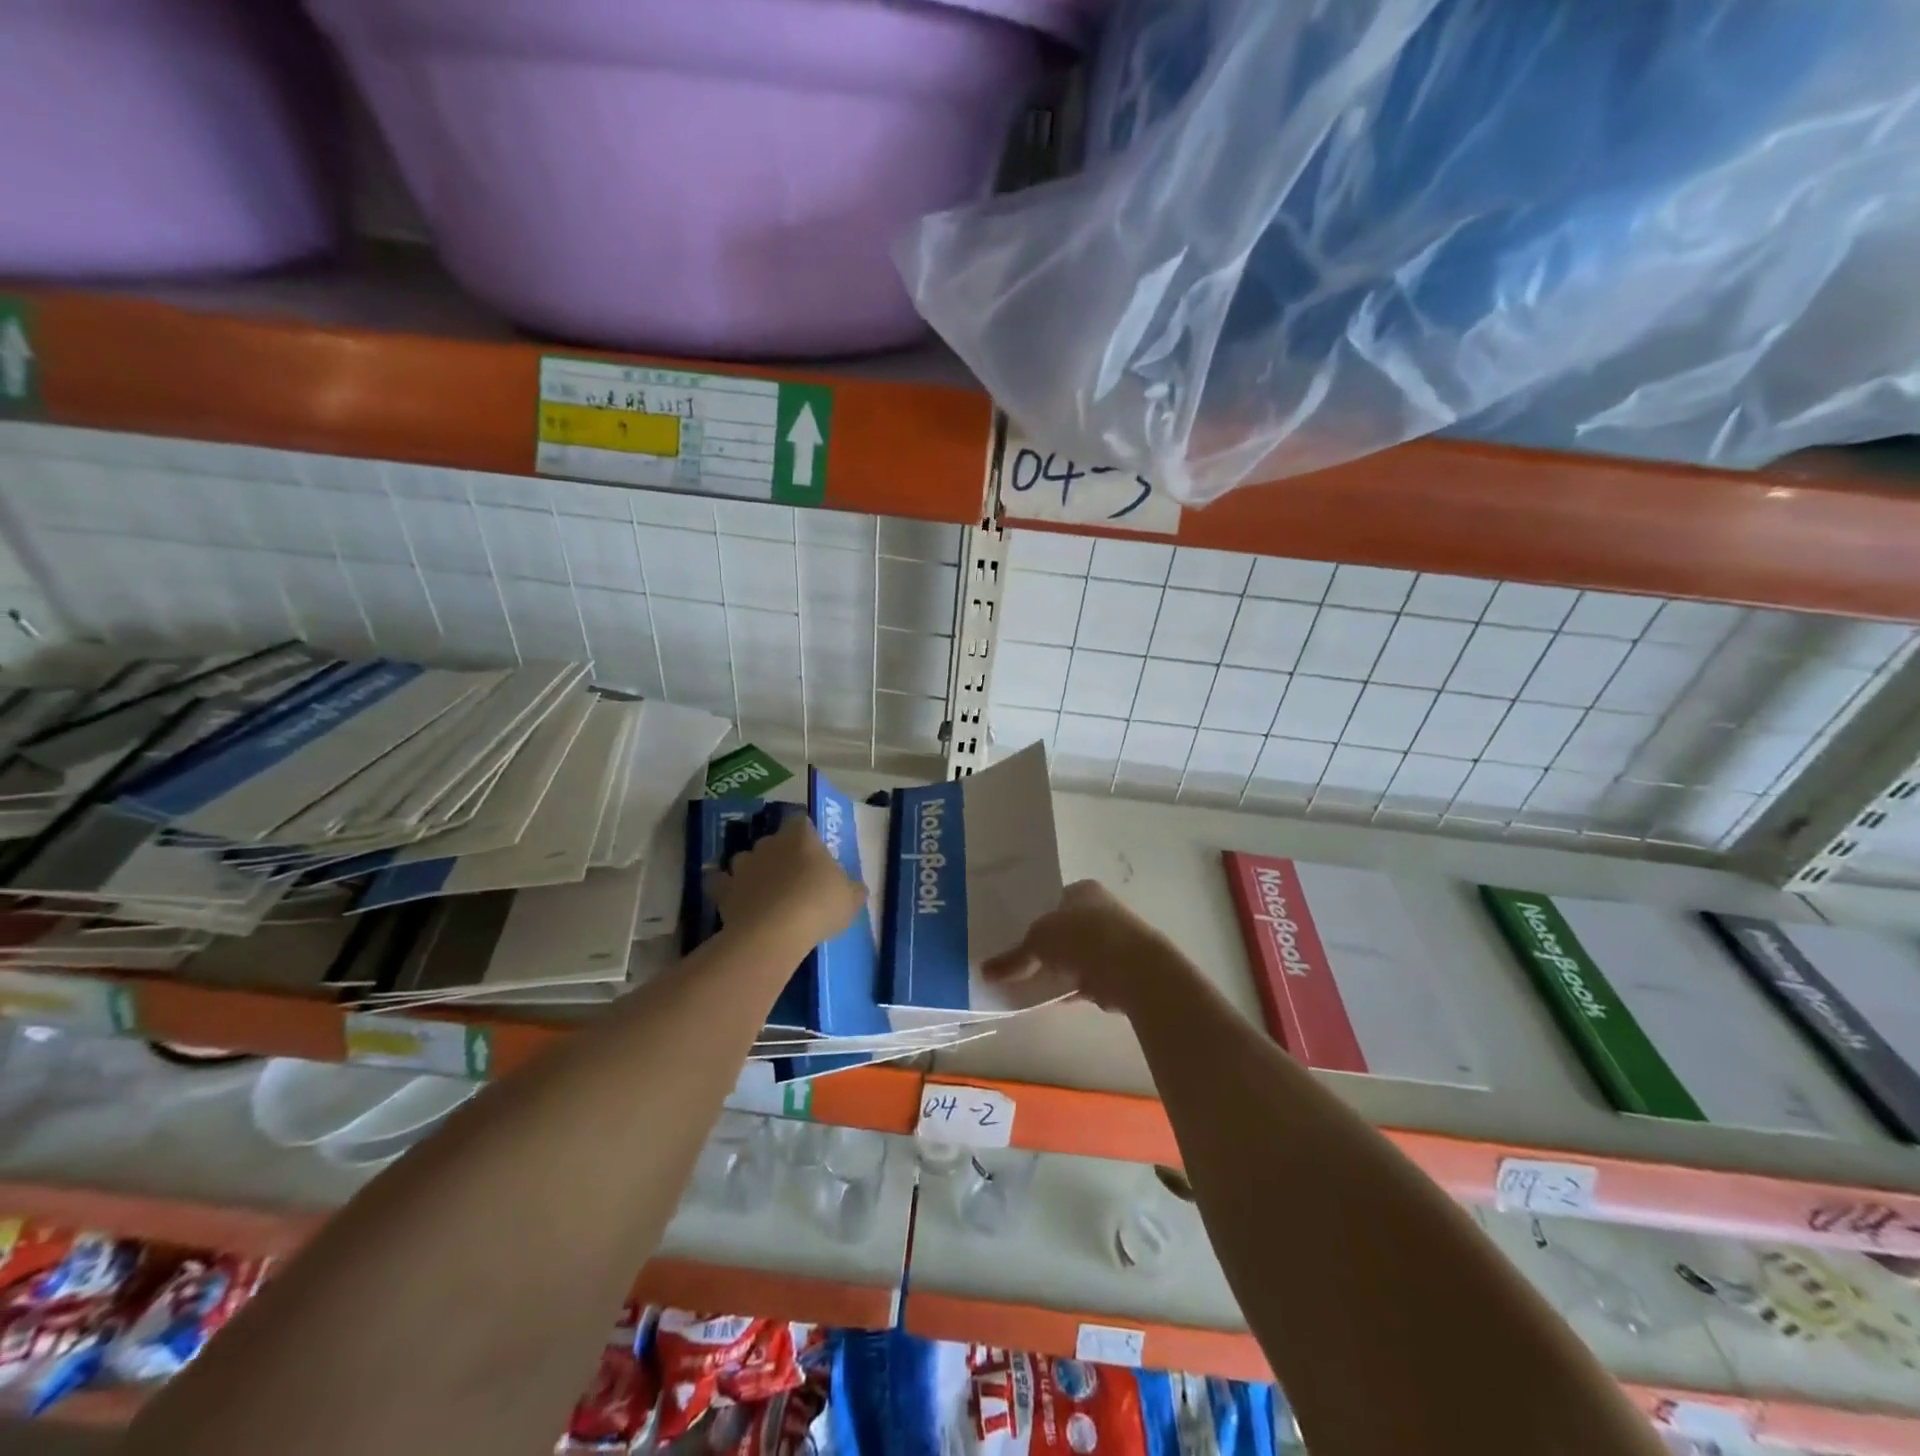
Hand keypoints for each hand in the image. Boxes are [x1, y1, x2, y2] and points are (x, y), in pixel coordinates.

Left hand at [711, 815, 865, 948]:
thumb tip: (854, 889)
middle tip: (791, 876)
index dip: (805, 833)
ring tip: (762, 891)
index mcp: (802, 838)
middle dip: (779, 854)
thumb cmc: (819, 906)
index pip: (801, 821)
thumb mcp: (851, 899)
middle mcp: (770, 844)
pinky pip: (720, 883)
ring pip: (745, 859)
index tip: (811, 849)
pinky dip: (724, 888)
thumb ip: (852, 889)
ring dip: (752, 870)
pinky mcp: (723, 889)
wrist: (774, 932)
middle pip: (772, 840)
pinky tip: (733, 899)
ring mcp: (743, 865)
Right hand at [982, 880, 1176, 1015]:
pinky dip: (1066, 988)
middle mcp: (1100, 911)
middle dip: (1043, 945)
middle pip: (1063, 929)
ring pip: (1073, 956)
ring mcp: (1111, 943)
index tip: (1010, 934)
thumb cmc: (1083, 937)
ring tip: (1025, 982)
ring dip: (1055, 969)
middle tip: (1015, 960)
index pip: (1052, 900)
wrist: (1132, 969)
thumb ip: (1013, 958)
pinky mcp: (1115, 973)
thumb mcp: (1038, 941)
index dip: (1031, 916)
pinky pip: (1082, 979)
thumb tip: (984, 971)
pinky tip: (1045, 999)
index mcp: (1083, 891)